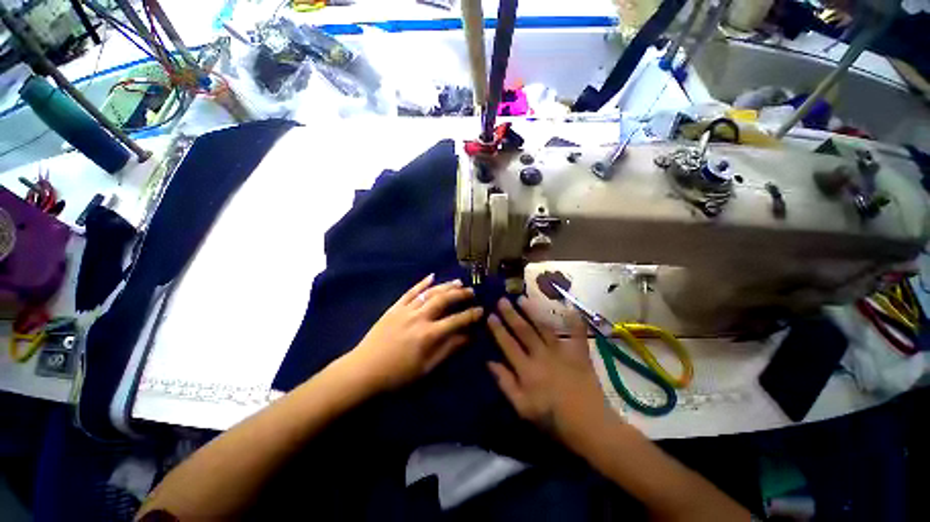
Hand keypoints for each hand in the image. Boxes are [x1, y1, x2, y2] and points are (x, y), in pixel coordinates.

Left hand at [346, 274, 482, 392]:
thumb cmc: (398, 376)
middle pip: (444, 300)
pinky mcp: (395, 307)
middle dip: (461, 294)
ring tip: (458, 282)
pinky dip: (422, 283)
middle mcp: (420, 317)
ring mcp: (406, 310)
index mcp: (429, 334)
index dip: (471, 315)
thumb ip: (449, 350)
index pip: (457, 320)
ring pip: (429, 292)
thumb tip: (468, 337)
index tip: (482, 310)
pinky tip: (432, 276)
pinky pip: (410, 291)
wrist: (364, 371)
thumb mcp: (427, 369)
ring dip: (445, 285)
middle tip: (472, 291)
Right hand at [487, 297, 611, 444]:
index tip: (490, 315)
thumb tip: (489, 362)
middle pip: (523, 331)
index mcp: (527, 369)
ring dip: (532, 312)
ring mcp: (561, 352)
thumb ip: (505, 383)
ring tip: (522, 298)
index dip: (498, 329)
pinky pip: (576, 333)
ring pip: (544, 327)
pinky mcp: (579, 354)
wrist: (590, 426)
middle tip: (502, 300)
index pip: (508, 344)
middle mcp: (542, 356)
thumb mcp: (522, 407)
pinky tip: (568, 307)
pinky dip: (573, 320)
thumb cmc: (552, 419)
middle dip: (511, 314)